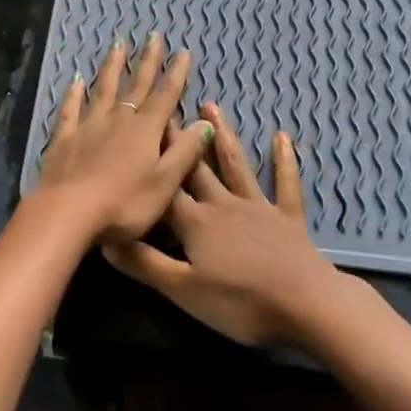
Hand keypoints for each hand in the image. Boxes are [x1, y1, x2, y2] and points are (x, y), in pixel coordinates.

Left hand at [29, 34, 215, 246]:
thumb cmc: (124, 204)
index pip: (165, 95)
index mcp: (146, 130)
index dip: (176, 74)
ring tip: (118, 44)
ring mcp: (88, 126)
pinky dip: (74, 93)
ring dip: (112, 66)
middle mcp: (118, 120)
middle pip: (136, 85)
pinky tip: (75, 80)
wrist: (68, 213)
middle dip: (147, 61)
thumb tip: (205, 123)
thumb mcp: (165, 183)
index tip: (183, 52)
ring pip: (103, 89)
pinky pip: (70, 109)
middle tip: (153, 36)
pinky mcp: (64, 138)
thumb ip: (185, 152)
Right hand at [102, 102, 352, 347]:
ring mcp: (258, 206)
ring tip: (210, 106)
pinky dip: (284, 160)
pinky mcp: (288, 217)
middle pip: (195, 168)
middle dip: (179, 140)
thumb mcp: (183, 290)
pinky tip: (282, 136)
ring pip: (234, 165)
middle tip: (166, 107)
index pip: (164, 188)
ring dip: (222, 136)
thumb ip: (144, 263)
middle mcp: (222, 204)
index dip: (150, 163)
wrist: (306, 304)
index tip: (136, 133)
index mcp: (195, 222)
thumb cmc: (240, 302)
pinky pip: (285, 183)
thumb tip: (105, 240)